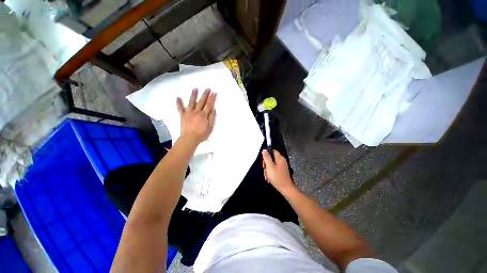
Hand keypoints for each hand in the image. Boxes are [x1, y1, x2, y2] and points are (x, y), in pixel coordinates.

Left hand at [176, 88, 216, 145]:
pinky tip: (178, 97)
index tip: (214, 93)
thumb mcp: (210, 127)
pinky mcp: (182, 115)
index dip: (212, 98)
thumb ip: (212, 118)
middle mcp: (196, 112)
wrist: (190, 139)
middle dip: (205, 94)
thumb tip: (213, 109)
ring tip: (195, 89)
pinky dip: (179, 103)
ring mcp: (188, 113)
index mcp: (204, 115)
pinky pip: (180, 108)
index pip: (209, 105)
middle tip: (207, 89)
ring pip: (191, 102)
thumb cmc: (201, 134)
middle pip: (201, 101)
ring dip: (193, 95)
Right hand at [262, 149, 294, 193]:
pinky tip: (269, 178)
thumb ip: (266, 157)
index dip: (266, 154)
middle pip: (271, 158)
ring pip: (271, 164)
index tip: (263, 161)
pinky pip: (274, 169)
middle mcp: (281, 161)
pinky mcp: (281, 171)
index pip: (272, 151)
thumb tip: (264, 150)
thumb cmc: (277, 177)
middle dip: (266, 164)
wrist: (285, 189)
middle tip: (265, 170)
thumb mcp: (270, 166)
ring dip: (267, 170)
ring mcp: (282, 166)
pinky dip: (271, 173)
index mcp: (279, 158)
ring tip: (267, 176)